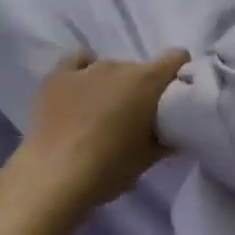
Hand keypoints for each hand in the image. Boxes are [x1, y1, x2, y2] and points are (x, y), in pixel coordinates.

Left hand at [10, 48, 190, 215]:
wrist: (55, 176)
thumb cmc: (110, 168)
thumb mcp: (149, 159)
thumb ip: (168, 139)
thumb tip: (176, 132)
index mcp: (147, 81)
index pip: (177, 58)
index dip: (179, 74)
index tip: (175, 97)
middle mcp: (119, 65)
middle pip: (140, 70)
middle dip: (142, 90)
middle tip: (135, 119)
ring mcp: (86, 68)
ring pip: (111, 69)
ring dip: (113, 86)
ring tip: (102, 114)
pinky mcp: (57, 76)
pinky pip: (79, 61)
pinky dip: (84, 71)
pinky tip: (81, 89)